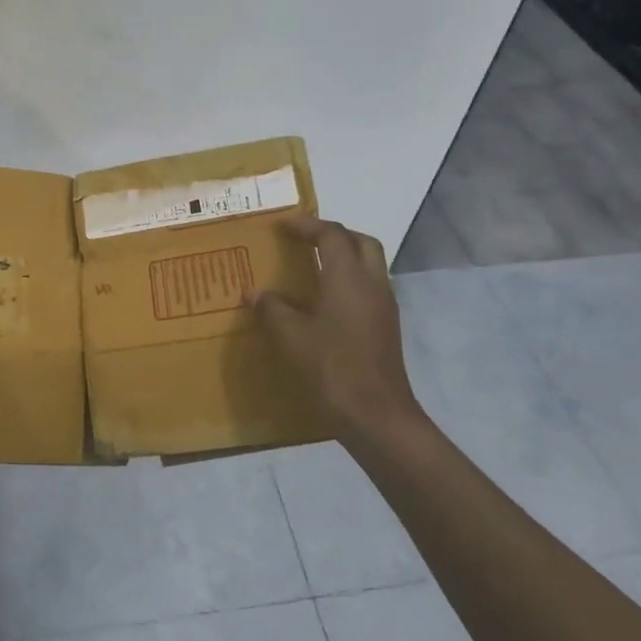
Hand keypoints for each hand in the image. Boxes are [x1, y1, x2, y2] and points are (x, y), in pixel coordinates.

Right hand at [249, 214, 422, 435]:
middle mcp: (372, 284)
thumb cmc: (332, 368)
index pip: (332, 235)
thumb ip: (272, 309)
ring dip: (345, 256)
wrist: (377, 415)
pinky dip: (350, 281)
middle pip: (360, 242)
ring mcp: (384, 306)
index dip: (307, 225)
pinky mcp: (386, 327)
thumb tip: (254, 292)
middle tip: (305, 240)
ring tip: (313, 266)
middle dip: (334, 234)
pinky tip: (326, 301)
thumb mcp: (291, 337)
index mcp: (348, 278)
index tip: (283, 225)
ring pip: (370, 264)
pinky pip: (370, 287)